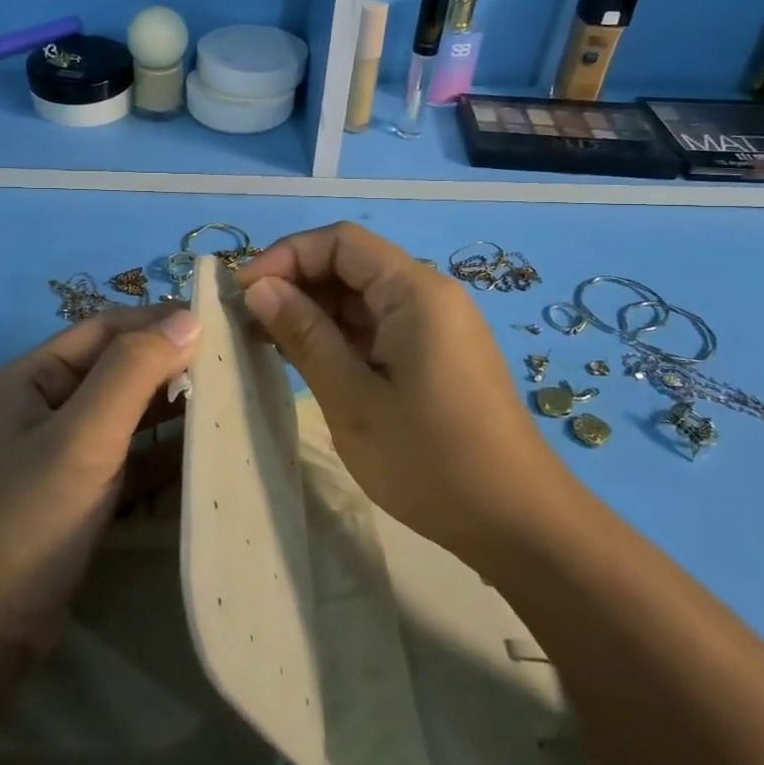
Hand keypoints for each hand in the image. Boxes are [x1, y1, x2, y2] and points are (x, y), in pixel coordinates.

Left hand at [0, 305, 199, 713]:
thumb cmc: (28, 517)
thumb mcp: (82, 436)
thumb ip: (134, 372)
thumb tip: (188, 318)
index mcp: (34, 376)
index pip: (106, 328)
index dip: (160, 319)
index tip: (220, 321)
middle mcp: (46, 406)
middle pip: (119, 369)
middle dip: (172, 364)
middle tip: (235, 363)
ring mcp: (63, 454)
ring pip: (128, 415)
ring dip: (173, 408)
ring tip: (232, 401)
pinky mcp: (80, 496)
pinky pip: (131, 459)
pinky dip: (164, 454)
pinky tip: (206, 453)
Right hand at [238, 222, 561, 557]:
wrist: (519, 523)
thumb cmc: (431, 460)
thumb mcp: (353, 399)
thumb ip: (304, 335)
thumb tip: (259, 288)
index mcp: (415, 292)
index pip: (341, 241)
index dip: (286, 255)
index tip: (244, 292)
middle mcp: (429, 295)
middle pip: (351, 264)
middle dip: (296, 283)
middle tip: (246, 322)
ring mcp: (436, 326)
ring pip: (362, 297)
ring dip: (314, 311)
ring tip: (266, 341)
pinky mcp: (436, 354)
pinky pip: (379, 326)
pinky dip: (340, 335)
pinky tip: (307, 359)